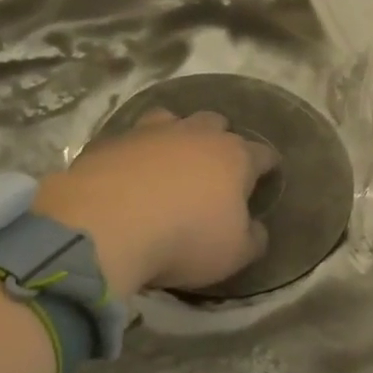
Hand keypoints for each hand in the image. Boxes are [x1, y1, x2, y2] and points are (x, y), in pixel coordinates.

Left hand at [34, 109, 277, 294]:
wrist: (103, 226)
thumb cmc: (184, 238)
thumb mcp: (234, 254)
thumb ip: (253, 239)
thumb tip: (256, 229)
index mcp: (234, 157)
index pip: (262, 154)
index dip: (268, 165)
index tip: (268, 175)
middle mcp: (196, 134)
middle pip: (217, 123)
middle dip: (220, 139)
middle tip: (215, 168)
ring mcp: (150, 133)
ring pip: (172, 119)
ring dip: (176, 135)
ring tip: (170, 160)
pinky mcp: (110, 141)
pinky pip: (130, 140)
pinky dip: (135, 153)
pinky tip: (129, 174)